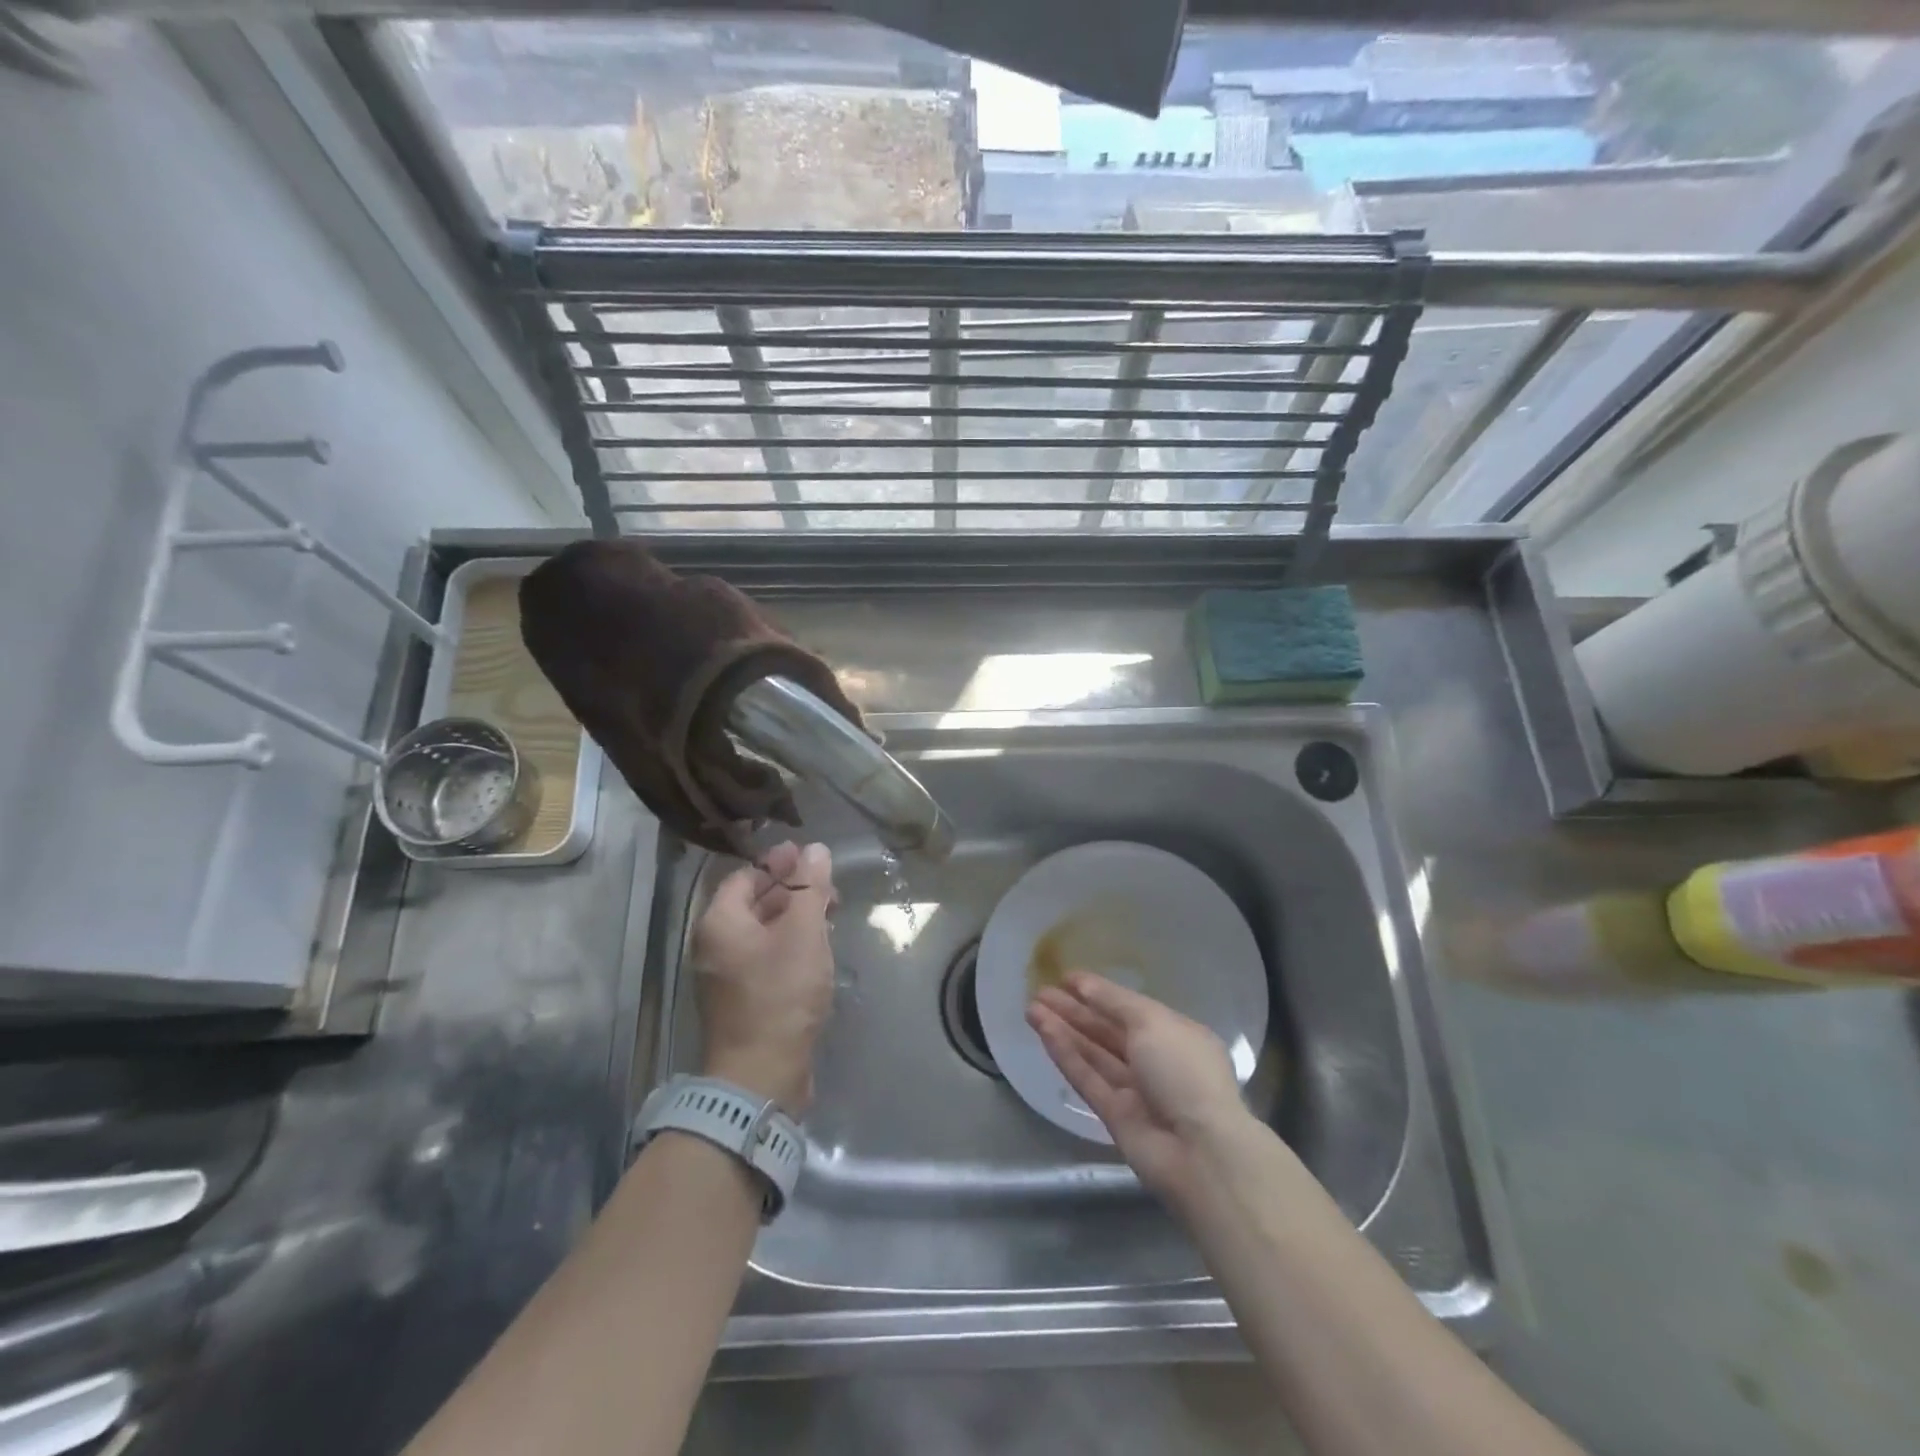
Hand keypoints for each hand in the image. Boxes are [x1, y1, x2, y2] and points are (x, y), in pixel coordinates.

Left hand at [694, 841, 836, 1114]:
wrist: (761, 1074)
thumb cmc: (781, 994)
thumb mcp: (803, 933)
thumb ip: (810, 888)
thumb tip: (816, 849)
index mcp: (720, 922)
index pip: (745, 876)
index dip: (778, 862)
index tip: (810, 856)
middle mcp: (715, 944)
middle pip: (753, 902)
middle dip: (792, 890)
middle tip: (828, 887)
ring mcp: (726, 974)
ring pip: (762, 930)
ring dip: (795, 917)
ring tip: (830, 915)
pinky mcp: (742, 997)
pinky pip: (765, 956)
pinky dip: (790, 944)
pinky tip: (818, 948)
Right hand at [1027, 972, 1249, 1203]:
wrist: (1200, 1153)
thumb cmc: (1184, 1072)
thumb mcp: (1152, 1022)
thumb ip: (1114, 1001)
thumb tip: (1083, 983)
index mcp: (1174, 1034)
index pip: (1130, 1008)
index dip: (1098, 992)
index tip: (1066, 978)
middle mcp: (1155, 1060)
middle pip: (1107, 1030)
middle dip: (1074, 1010)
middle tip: (1040, 991)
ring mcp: (1134, 1090)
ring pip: (1092, 1053)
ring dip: (1063, 1029)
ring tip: (1031, 1008)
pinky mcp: (1114, 1116)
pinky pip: (1087, 1078)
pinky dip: (1065, 1055)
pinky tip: (1043, 1032)